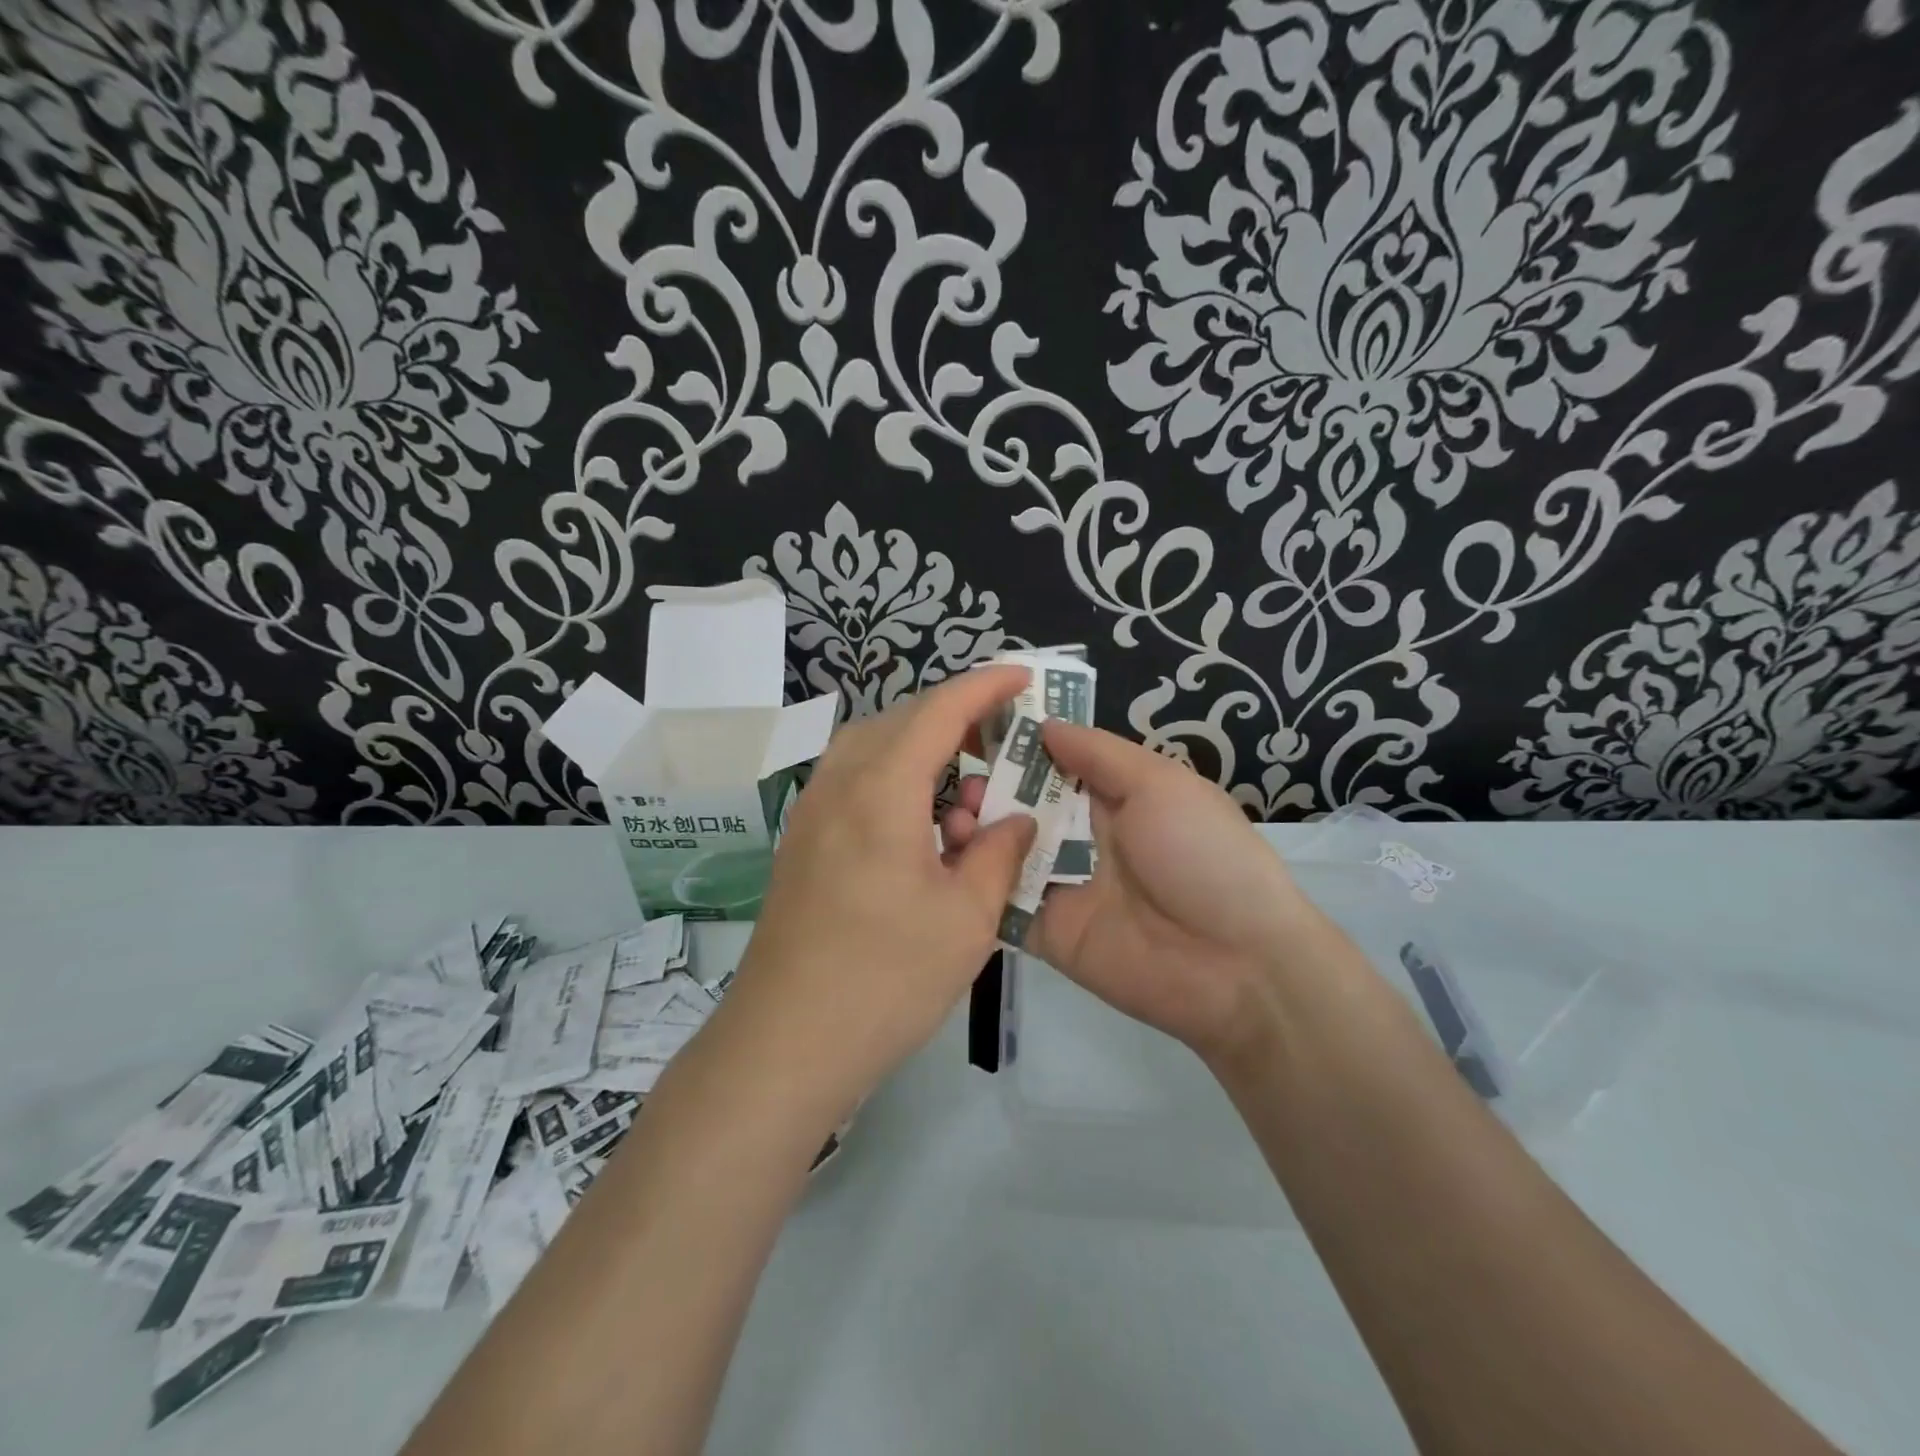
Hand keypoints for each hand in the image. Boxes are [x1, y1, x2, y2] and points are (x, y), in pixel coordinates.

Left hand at [725, 666, 1036, 1110]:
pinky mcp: (802, 842)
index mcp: (881, 789)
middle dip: (956, 718)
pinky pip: (854, 782)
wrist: (785, 1043)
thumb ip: (997, 854)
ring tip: (966, 797)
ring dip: (923, 752)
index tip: (1023, 676)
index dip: (985, 686)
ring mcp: (811, 813)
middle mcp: (838, 785)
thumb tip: (1016, 820)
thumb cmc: (885, 979)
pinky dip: (896, 783)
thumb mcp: (965, 918)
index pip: (938, 710)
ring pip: (872, 749)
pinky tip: (922, 831)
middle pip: (901, 721)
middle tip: (1003, 744)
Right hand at [944, 722, 1321, 1062]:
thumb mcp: (1161, 786)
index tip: (973, 722)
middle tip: (959, 777)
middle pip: (1022, 805)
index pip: (1055, 762)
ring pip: (1005, 851)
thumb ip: (1099, 755)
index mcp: (1114, 798)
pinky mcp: (1047, 932)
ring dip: (977, 830)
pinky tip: (951, 861)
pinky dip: (976, 883)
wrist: (1236, 965)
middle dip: (988, 786)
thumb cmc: (1203, 855)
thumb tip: (1044, 724)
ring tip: (955, 815)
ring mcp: (1062, 885)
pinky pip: (1003, 903)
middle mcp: (1083, 836)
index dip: (1018, 743)